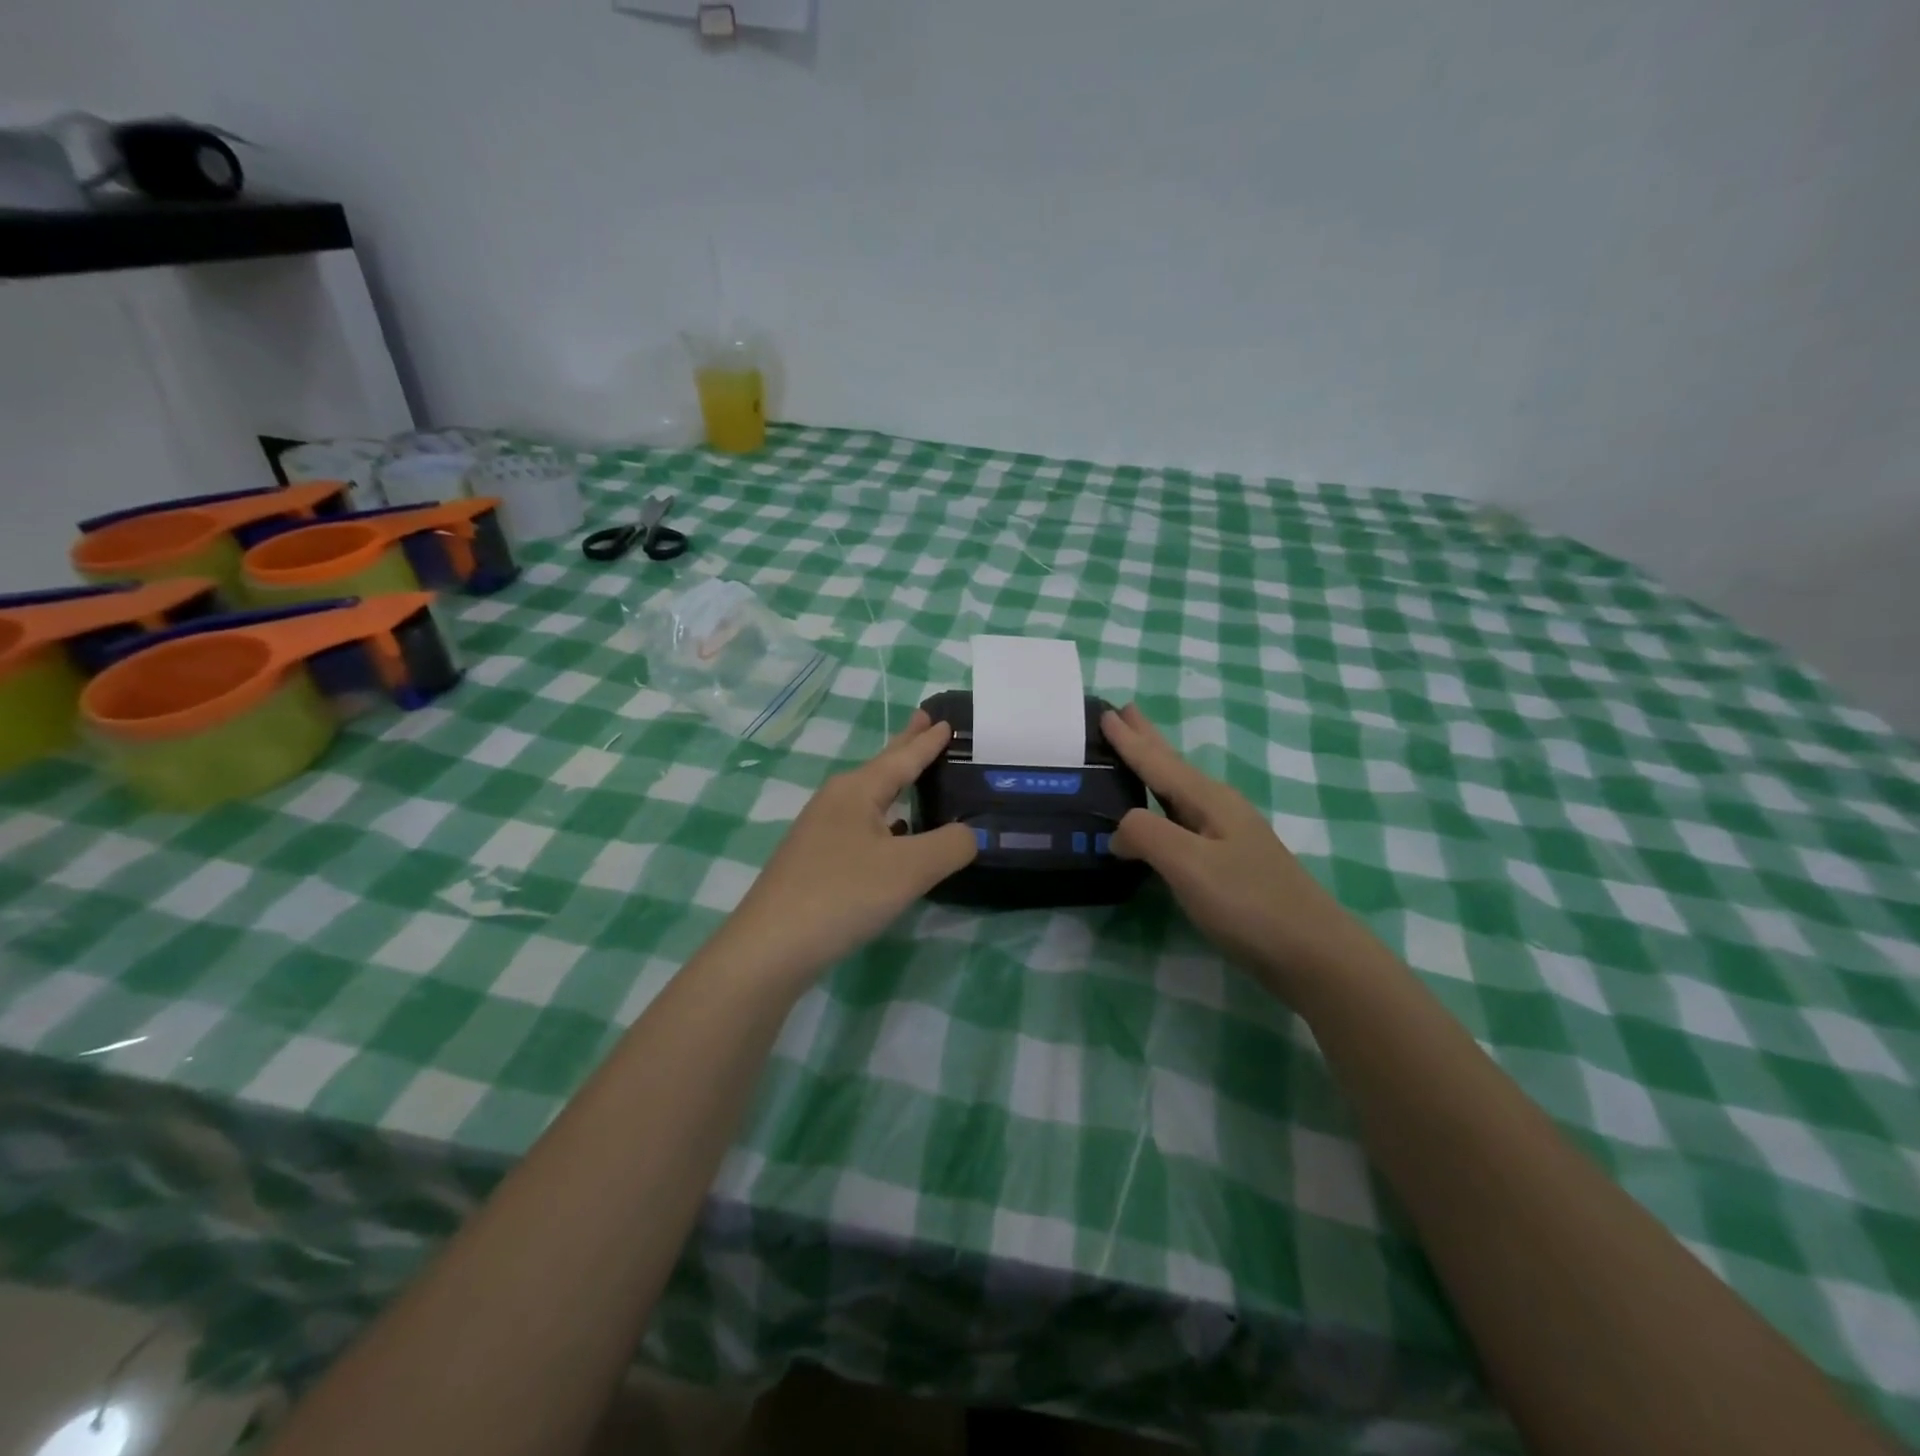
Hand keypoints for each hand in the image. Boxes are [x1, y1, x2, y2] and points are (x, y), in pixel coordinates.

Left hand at [723, 711, 977, 978]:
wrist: (770, 947)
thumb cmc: (842, 894)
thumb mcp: (909, 869)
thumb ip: (951, 845)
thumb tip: (971, 833)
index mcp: (857, 791)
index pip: (902, 757)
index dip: (927, 742)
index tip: (945, 721)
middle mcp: (836, 802)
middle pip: (880, 768)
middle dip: (905, 746)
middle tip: (925, 721)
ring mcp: (821, 832)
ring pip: (869, 799)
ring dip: (895, 784)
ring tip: (916, 775)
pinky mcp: (815, 861)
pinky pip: (861, 826)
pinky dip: (885, 820)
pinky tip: (894, 834)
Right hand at [1104, 705, 1381, 991]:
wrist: (1312, 953)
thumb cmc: (1249, 903)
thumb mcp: (1189, 865)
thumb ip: (1146, 835)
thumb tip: (1117, 832)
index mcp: (1208, 800)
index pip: (1158, 762)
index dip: (1129, 740)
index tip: (1106, 712)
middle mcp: (1218, 809)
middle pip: (1173, 766)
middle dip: (1148, 740)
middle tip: (1125, 711)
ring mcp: (1227, 836)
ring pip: (1178, 791)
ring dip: (1154, 769)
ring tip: (1135, 753)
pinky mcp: (1229, 863)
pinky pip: (1183, 818)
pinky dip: (1162, 805)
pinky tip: (1161, 815)